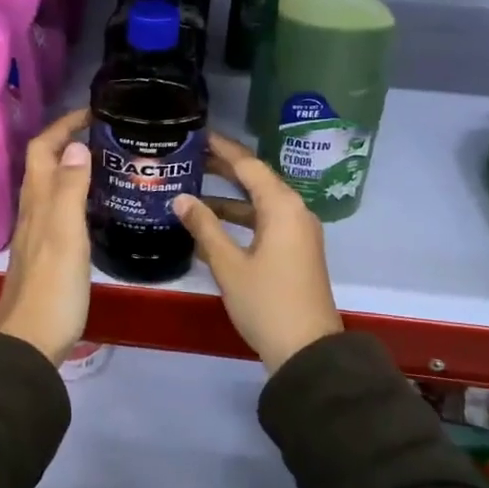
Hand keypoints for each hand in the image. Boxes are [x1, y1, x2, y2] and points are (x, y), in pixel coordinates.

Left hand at [0, 108, 93, 364]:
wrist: (30, 341)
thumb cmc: (52, 286)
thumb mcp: (65, 233)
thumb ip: (70, 189)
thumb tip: (76, 145)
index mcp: (38, 201)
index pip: (43, 149)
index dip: (62, 126)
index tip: (92, 112)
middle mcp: (33, 211)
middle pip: (44, 164)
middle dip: (67, 140)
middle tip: (104, 134)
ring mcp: (37, 234)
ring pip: (51, 186)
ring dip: (71, 166)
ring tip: (105, 161)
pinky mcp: (46, 254)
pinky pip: (59, 209)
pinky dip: (75, 194)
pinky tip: (94, 205)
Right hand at [173, 131, 341, 372]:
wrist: (308, 352)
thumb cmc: (267, 303)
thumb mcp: (229, 265)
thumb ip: (204, 227)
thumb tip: (180, 198)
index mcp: (282, 207)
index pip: (248, 165)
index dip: (222, 149)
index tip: (197, 135)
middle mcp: (294, 211)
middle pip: (256, 180)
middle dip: (223, 169)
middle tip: (189, 157)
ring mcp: (297, 232)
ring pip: (259, 202)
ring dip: (228, 196)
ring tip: (192, 187)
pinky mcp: (295, 251)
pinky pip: (265, 221)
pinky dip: (239, 219)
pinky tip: (210, 226)